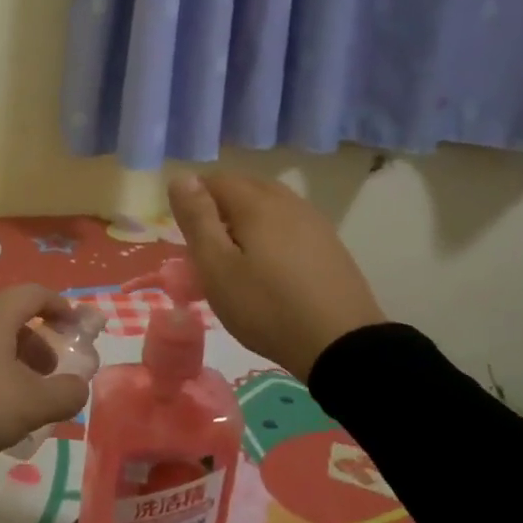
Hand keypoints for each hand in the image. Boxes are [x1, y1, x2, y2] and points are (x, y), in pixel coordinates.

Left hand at [0, 284, 91, 471]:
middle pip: (9, 316)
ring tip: (17, 395)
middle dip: (36, 341)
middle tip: (48, 374)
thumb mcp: (30, 405)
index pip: (34, 293)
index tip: (76, 327)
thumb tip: (77, 385)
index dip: (60, 306)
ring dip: (9, 358)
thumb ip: (64, 394)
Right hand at [168, 171, 385, 377]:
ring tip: (235, 255)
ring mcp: (314, 222)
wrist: (341, 345)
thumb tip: (181, 177)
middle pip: (245, 187)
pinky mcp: (330, 245)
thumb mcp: (217, 267)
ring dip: (246, 218)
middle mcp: (288, 202)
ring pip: (270, 204)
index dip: (193, 199)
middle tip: (205, 245)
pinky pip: (290, 223)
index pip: (215, 180)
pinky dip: (271, 232)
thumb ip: (197, 219)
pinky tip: (270, 264)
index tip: (184, 233)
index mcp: (257, 203)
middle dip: (219, 205)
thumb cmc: (266, 307)